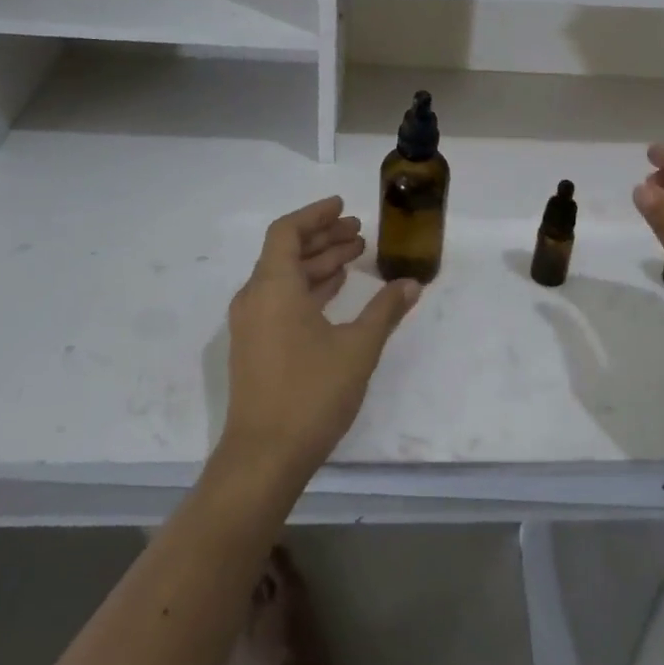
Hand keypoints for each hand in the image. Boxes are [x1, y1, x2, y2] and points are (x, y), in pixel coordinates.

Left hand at [219, 197, 422, 482]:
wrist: (264, 457)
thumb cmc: (311, 393)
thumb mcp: (358, 348)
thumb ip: (385, 310)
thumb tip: (411, 283)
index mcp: (273, 287)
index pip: (288, 232)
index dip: (315, 215)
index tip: (344, 206)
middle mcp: (255, 298)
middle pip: (287, 252)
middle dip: (324, 238)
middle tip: (360, 232)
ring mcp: (252, 325)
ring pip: (285, 278)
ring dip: (319, 264)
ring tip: (356, 257)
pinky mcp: (255, 347)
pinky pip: (281, 300)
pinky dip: (308, 288)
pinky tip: (336, 292)